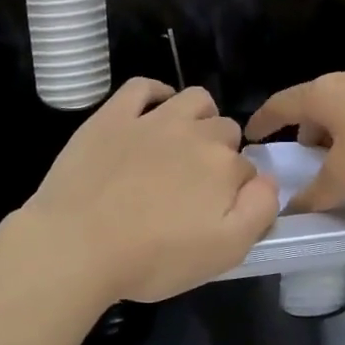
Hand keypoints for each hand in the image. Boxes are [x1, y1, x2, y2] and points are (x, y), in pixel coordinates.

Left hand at [16, 80, 280, 305]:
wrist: (78, 244)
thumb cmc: (153, 258)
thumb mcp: (225, 252)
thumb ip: (259, 211)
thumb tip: (267, 180)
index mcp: (224, 167)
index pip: (247, 170)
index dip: (237, 192)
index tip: (218, 213)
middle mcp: (195, 134)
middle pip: (225, 131)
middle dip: (221, 153)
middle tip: (196, 187)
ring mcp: (152, 120)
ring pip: (194, 100)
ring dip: (200, 117)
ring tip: (185, 143)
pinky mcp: (113, 115)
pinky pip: (143, 86)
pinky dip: (156, 92)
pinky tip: (156, 107)